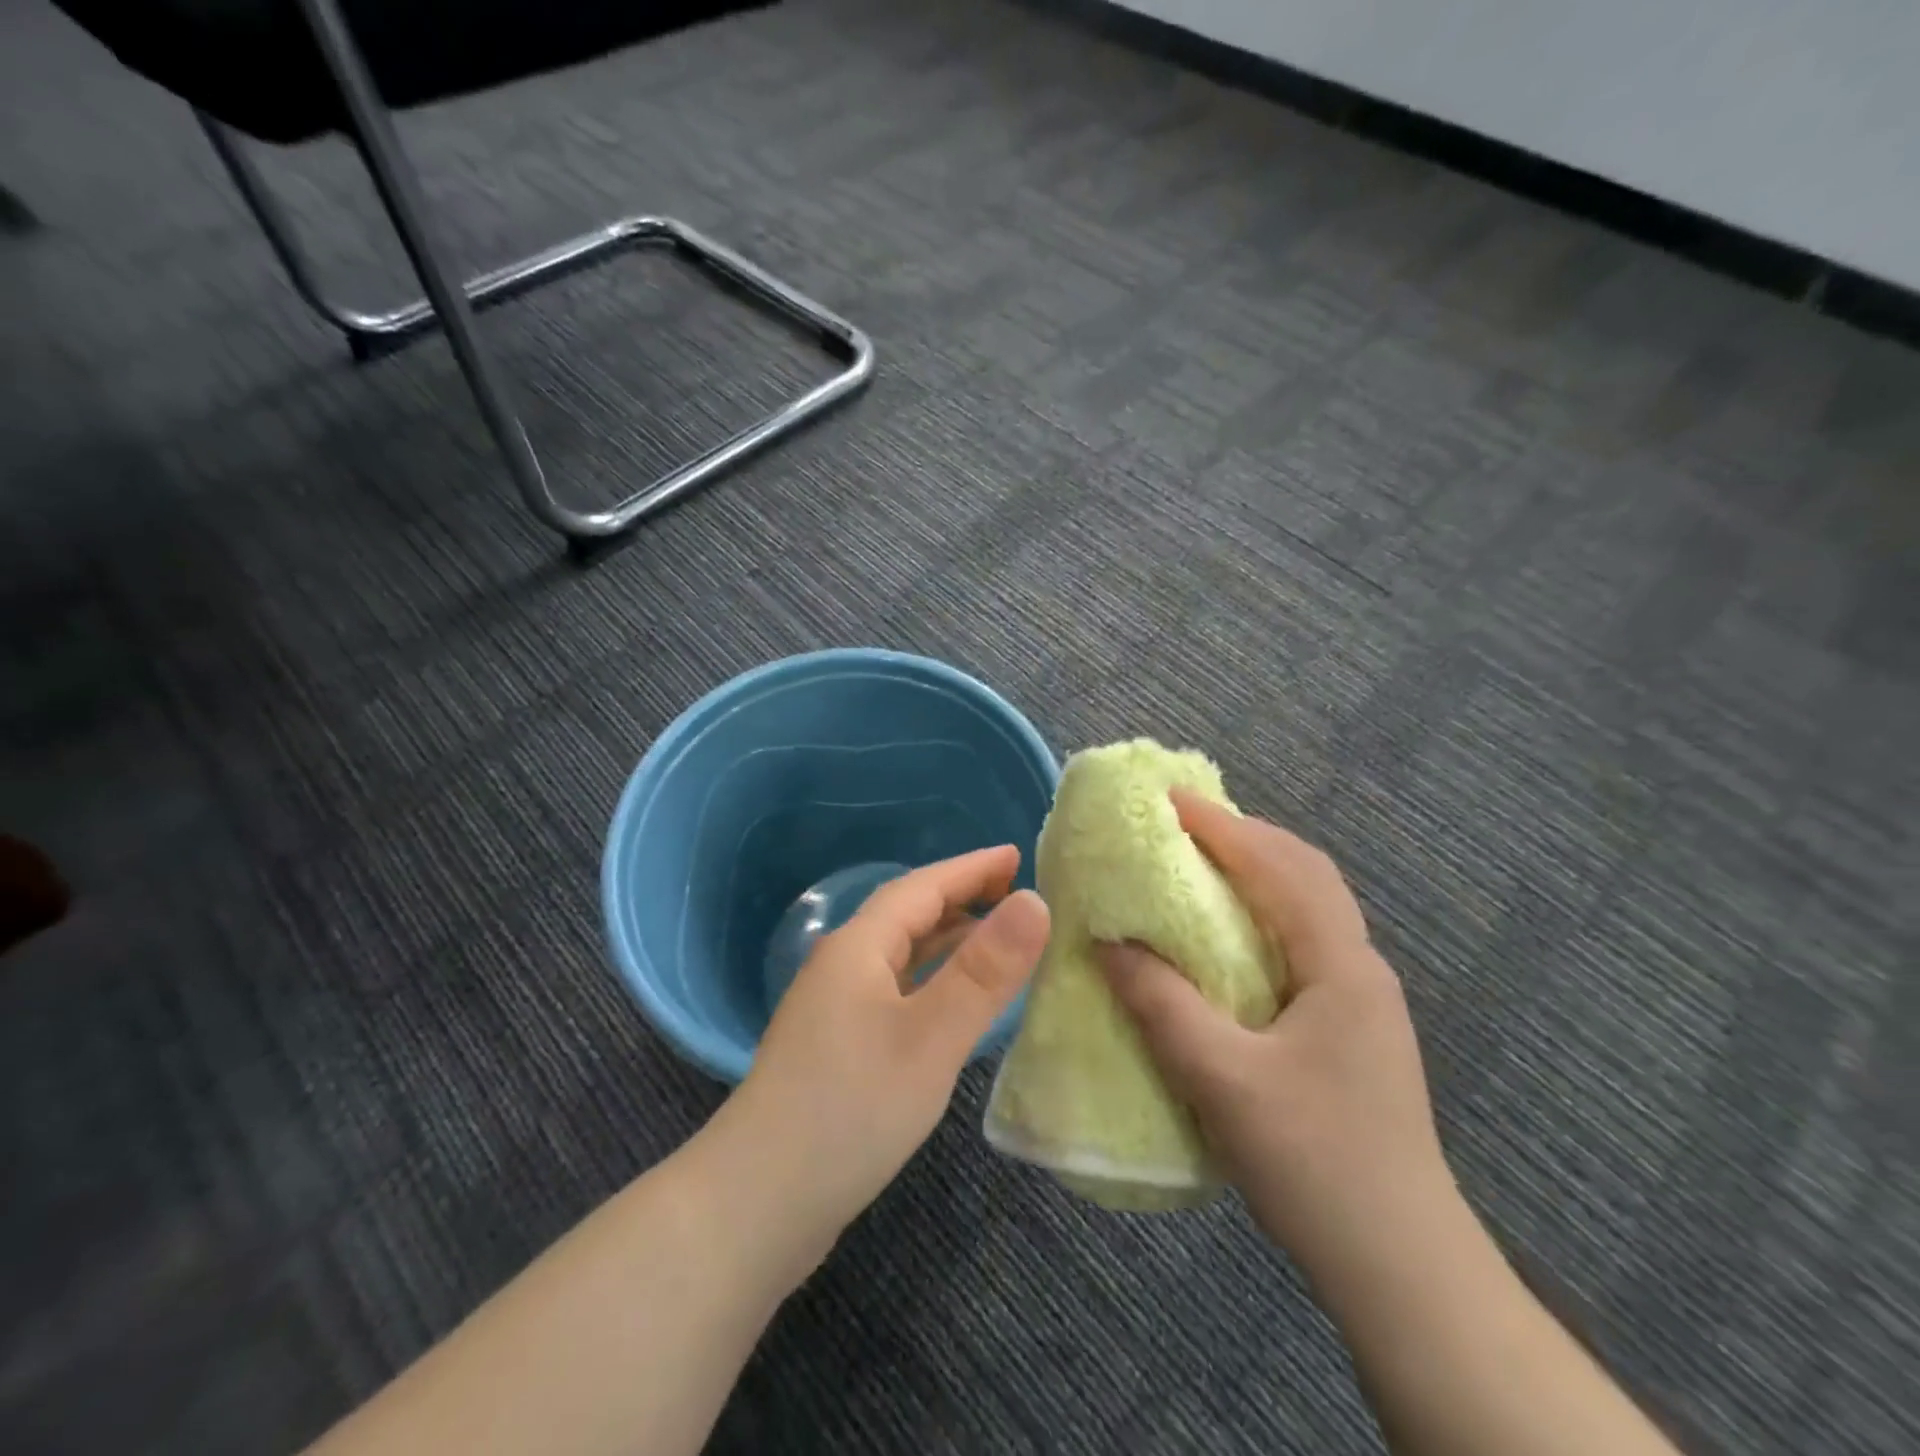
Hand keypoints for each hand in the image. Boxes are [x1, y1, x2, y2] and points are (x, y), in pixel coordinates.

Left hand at [722, 846, 1050, 1249]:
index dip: (972, 868)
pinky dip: (932, 979)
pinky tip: (953, 1004)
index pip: (923, 886)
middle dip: (962, 897)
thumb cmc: (849, 1109)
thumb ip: (984, 971)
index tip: (1018, 855)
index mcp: (859, 947)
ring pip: (901, 954)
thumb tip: (1035, 902)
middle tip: (1016, 894)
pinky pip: (896, 989)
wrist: (757, 1204)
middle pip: (908, 915)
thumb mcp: (930, 1037)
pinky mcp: (838, 1046)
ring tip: (996, 939)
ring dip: (947, 938)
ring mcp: (835, 1008)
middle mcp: (843, 966)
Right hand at [1099, 791, 1452, 1287]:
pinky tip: (1226, 937)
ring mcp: (1360, 999)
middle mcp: (1359, 968)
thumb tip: (1109, 941)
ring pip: (1308, 907)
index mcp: (1341, 966)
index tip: (1169, 801)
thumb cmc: (1314, 1162)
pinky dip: (1262, 913)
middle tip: (1182, 827)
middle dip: (1245, 838)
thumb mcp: (1221, 1079)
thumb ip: (1162, 1003)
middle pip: (1306, 874)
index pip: (1282, 869)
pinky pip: (1301, 942)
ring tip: (1199, 865)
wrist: (1401, 1266)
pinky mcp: (1349, 1027)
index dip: (1223, 828)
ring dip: (1257, 872)